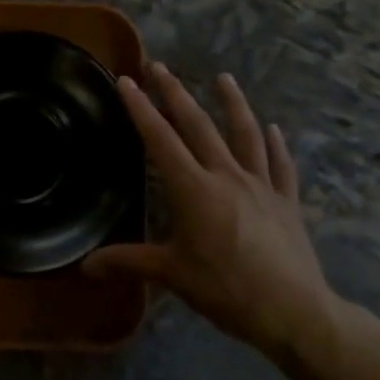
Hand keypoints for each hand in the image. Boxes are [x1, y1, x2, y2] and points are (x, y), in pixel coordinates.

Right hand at [86, 62, 344, 359]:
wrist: (294, 312)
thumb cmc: (226, 289)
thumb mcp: (172, 274)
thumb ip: (128, 262)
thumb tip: (85, 267)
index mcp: (193, 189)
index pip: (160, 139)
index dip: (141, 108)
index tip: (128, 80)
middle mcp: (226, 176)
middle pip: (198, 125)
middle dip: (176, 93)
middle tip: (160, 66)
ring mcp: (261, 185)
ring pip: (245, 134)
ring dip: (232, 103)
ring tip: (223, 77)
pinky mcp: (286, 201)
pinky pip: (280, 165)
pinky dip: (275, 145)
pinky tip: (273, 129)